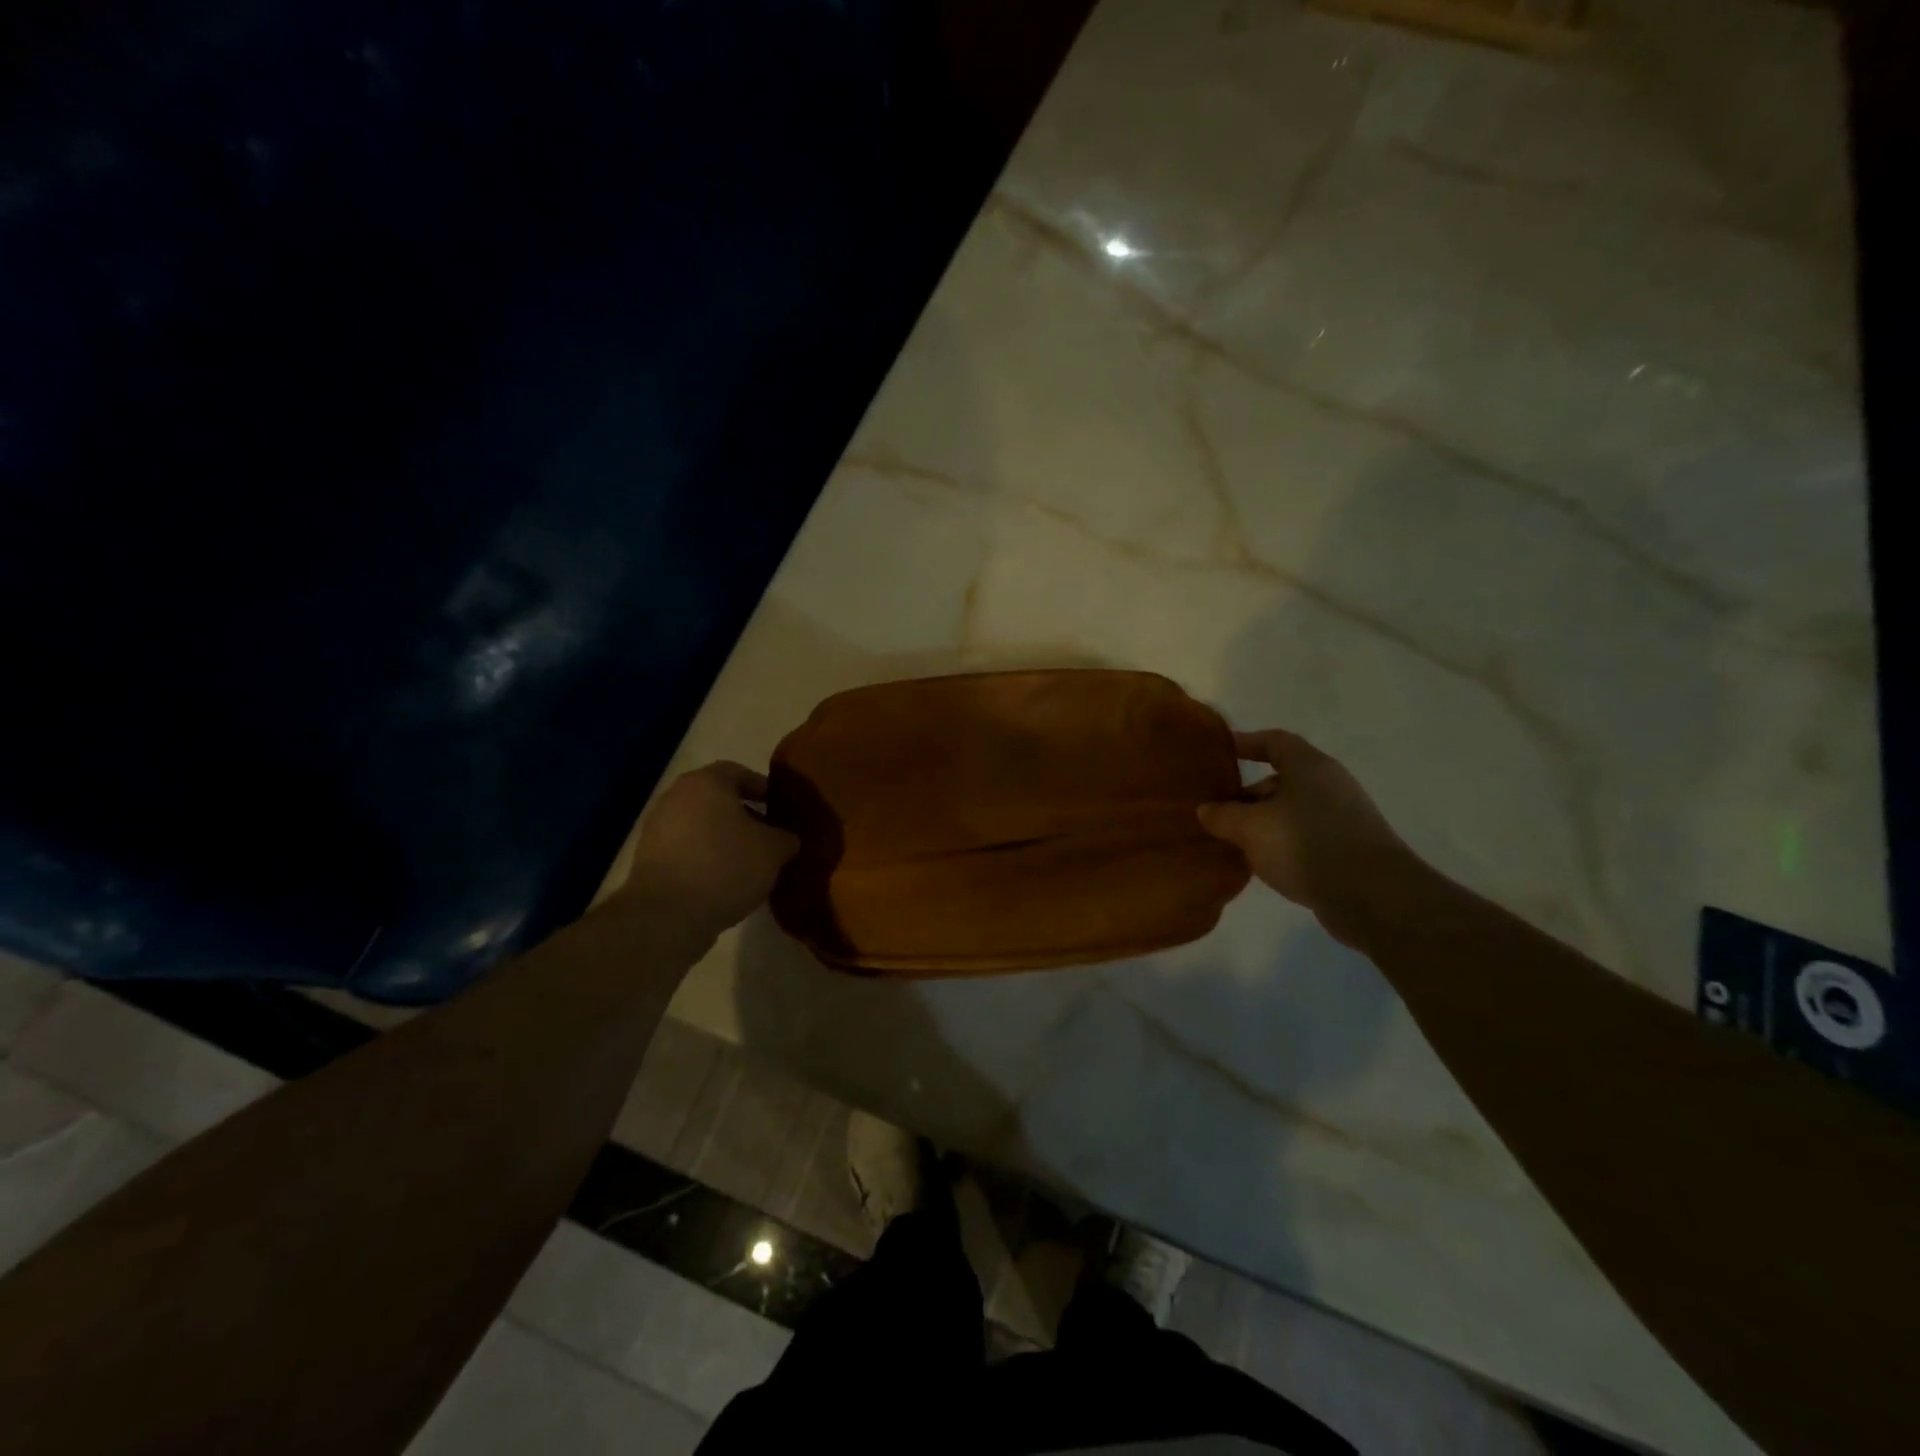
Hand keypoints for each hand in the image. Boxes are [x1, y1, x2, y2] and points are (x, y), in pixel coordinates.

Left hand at [626, 762, 799, 931]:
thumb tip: (786, 839)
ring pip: (700, 824)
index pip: (739, 772)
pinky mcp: (648, 859)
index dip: (762, 788)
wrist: (667, 914)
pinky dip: (705, 857)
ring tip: (749, 862)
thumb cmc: (725, 866)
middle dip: (744, 815)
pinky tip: (724, 879)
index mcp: (706, 782)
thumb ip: (785, 838)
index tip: (780, 807)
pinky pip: (686, 849)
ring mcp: (657, 828)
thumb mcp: (773, 851)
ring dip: (724, 838)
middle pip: (717, 798)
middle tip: (768, 835)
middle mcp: (676, 797)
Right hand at [1197, 729, 1420, 937]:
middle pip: (1281, 778)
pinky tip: (1263, 863)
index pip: (1274, 741)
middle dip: (1247, 794)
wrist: (1373, 897)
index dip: (1246, 743)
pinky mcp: (1348, 848)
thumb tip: (1206, 810)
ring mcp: (1343, 817)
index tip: (1221, 752)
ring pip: (1291, 810)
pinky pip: (1304, 835)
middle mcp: (1329, 785)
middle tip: (1217, 811)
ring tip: (1234, 841)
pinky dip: (1281, 843)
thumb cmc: (1306, 845)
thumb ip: (1223, 815)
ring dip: (1262, 822)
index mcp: (1309, 766)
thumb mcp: (1251, 828)